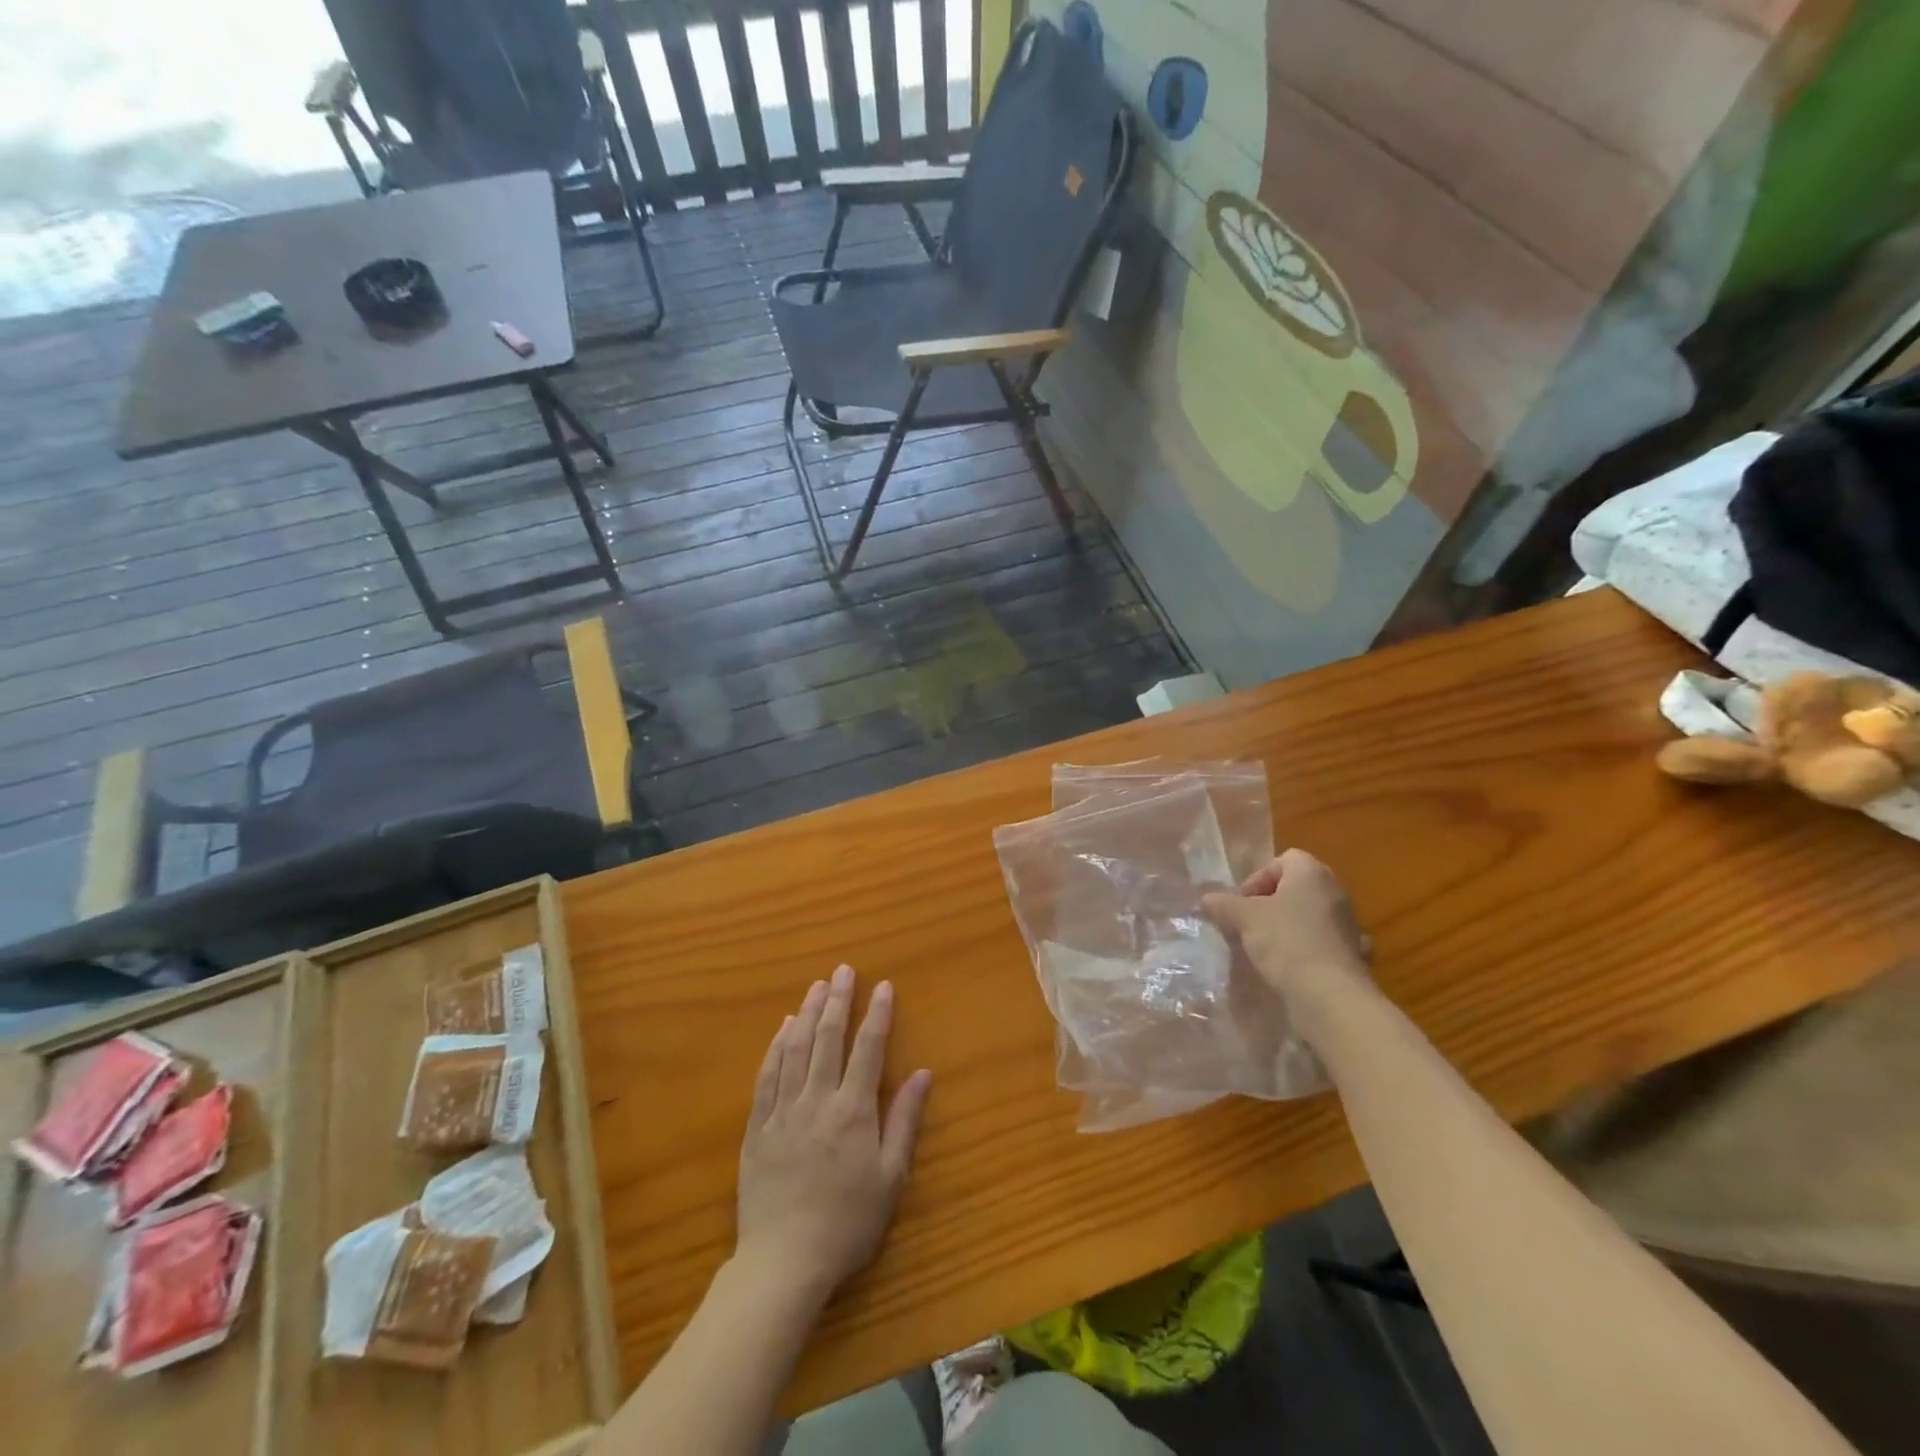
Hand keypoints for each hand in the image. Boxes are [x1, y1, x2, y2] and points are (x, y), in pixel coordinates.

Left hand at [734, 965, 932, 1312]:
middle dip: (838, 1000)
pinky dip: (777, 1046)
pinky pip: (767, 1074)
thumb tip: (923, 1073)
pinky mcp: (758, 1126)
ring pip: (796, 1048)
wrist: (783, 1263)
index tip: (884, 985)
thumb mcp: (890, 1178)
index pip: (868, 1048)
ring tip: (816, 986)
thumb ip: (904, 1121)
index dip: (878, 1013)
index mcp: (853, 1110)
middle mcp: (817, 1099)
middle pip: (829, 1037)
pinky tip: (783, 1028)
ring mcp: (783, 1110)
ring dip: (808, 1013)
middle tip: (843, 970)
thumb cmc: (847, 1223)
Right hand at [1202, 849, 1370, 1002]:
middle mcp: (1336, 893)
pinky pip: (1323, 945)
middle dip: (1270, 904)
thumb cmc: (1286, 941)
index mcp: (1312, 873)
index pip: (1282, 861)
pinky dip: (1307, 952)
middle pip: (1296, 889)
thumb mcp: (1243, 918)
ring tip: (1265, 950)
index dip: (1257, 879)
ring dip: (1288, 928)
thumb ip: (1223, 904)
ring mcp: (1350, 926)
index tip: (1241, 904)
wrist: (1330, 996)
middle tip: (1248, 924)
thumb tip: (1207, 900)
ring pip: (1310, 917)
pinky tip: (1291, 969)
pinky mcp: (1354, 957)